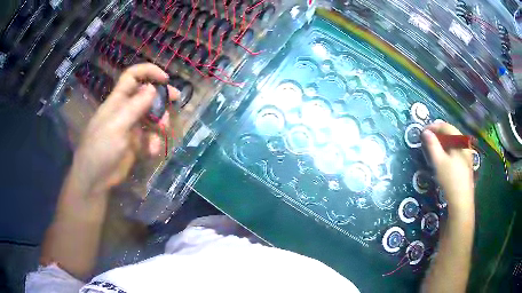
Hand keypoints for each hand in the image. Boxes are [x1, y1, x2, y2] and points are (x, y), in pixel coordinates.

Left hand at [71, 63, 178, 195]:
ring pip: (151, 116)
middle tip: (176, 99)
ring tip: (163, 130)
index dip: (148, 72)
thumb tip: (153, 88)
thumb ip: (135, 107)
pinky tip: (152, 150)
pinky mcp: (135, 145)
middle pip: (146, 95)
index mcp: (118, 101)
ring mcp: (130, 128)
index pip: (132, 77)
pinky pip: (149, 138)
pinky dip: (154, 142)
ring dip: (160, 121)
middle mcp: (125, 111)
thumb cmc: (101, 149)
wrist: (95, 179)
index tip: (165, 79)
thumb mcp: (117, 125)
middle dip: (161, 96)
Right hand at [421, 122, 474, 212]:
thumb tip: (425, 132)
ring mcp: (467, 153)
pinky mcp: (467, 162)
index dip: (434, 126)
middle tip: (428, 137)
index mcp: (460, 141)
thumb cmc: (450, 179)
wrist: (461, 200)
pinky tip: (444, 155)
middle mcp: (465, 143)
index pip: (446, 126)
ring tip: (435, 145)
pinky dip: (449, 147)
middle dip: (439, 133)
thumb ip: (432, 145)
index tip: (424, 131)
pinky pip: (457, 148)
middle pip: (451, 132)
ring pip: (454, 141)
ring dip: (444, 140)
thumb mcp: (439, 162)